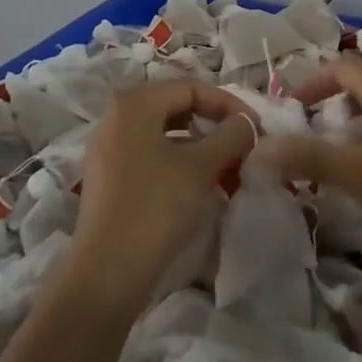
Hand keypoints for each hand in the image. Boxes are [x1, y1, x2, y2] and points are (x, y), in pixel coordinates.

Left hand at [70, 81, 257, 311]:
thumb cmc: (157, 207)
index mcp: (134, 105)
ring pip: (164, 133)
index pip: (191, 88)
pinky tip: (198, 184)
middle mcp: (116, 119)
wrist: (107, 273)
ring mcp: (108, 150)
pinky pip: (150, 155)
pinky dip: (178, 161)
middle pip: (176, 107)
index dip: (228, 103)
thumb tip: (247, 123)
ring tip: (225, 165)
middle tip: (241, 144)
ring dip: (199, 144)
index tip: (254, 127)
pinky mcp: (108, 179)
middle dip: (213, 123)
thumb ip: (231, 135)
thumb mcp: (202, 166)